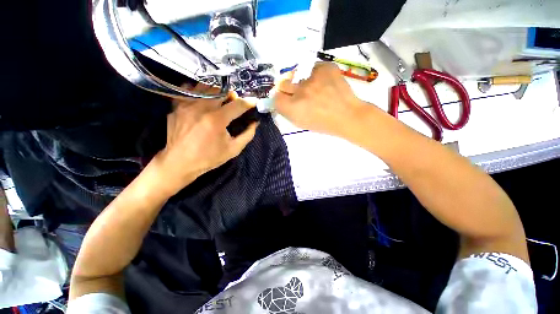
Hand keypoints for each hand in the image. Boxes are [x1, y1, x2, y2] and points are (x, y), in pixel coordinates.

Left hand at [151, 85, 257, 195]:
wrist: (180, 162)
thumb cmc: (209, 157)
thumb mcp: (233, 149)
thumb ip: (247, 135)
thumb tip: (255, 123)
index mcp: (217, 120)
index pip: (237, 105)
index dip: (249, 102)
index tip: (254, 102)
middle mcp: (201, 108)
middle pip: (221, 91)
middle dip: (232, 96)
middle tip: (234, 103)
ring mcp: (186, 105)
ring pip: (205, 86)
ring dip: (216, 92)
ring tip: (219, 100)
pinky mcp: (176, 106)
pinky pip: (189, 90)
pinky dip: (199, 92)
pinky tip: (202, 100)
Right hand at [274, 62, 367, 137]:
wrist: (347, 115)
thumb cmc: (322, 123)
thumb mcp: (300, 122)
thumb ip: (287, 110)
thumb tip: (280, 98)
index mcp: (293, 108)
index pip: (275, 97)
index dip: (281, 98)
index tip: (286, 99)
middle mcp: (300, 91)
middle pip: (283, 83)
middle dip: (289, 89)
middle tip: (300, 93)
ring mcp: (313, 77)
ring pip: (298, 74)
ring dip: (302, 81)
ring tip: (315, 89)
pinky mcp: (325, 67)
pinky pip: (314, 67)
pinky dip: (316, 74)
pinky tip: (324, 83)